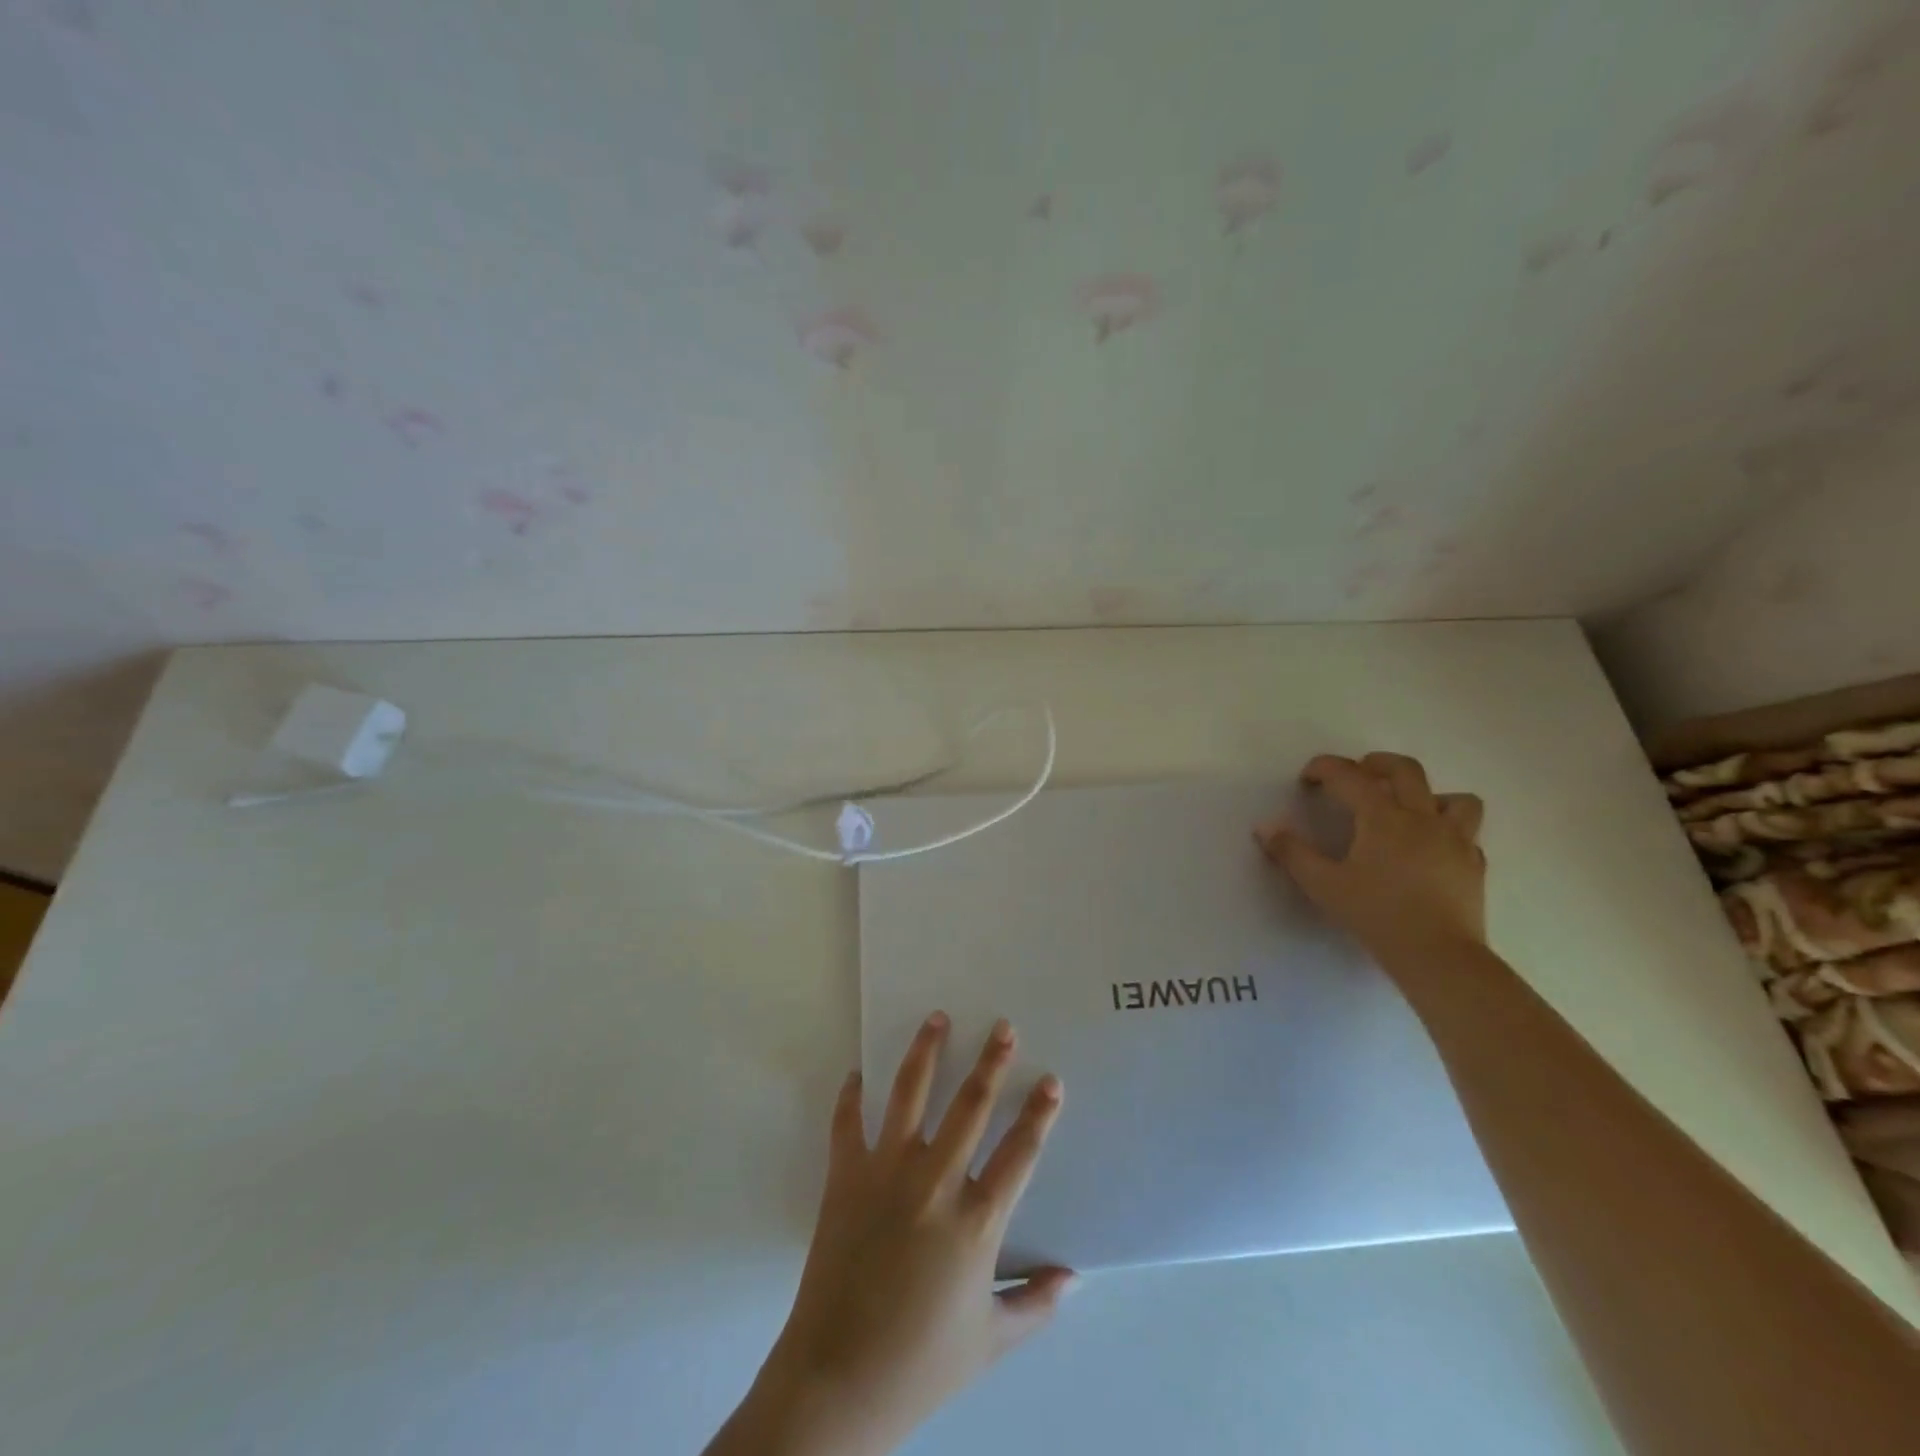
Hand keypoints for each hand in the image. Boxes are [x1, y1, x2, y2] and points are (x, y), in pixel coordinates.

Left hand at [708, 1014, 1070, 1455]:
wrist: (838, 1380)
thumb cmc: (922, 1362)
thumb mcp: (990, 1340)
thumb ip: (1035, 1303)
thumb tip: (1074, 1278)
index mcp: (976, 1222)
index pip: (1019, 1154)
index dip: (1039, 1115)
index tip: (1051, 1080)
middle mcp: (934, 1183)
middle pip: (970, 1107)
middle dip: (991, 1063)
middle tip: (1003, 1027)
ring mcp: (885, 1173)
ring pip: (909, 1095)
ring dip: (925, 1052)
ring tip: (936, 1018)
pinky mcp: (845, 1176)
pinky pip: (847, 1123)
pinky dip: (851, 1095)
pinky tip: (857, 1072)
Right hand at [1254, 752, 1486, 966]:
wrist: (1439, 956)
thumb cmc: (1377, 915)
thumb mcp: (1323, 885)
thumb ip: (1292, 853)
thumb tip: (1265, 827)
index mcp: (1383, 817)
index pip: (1349, 776)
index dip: (1325, 768)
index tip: (1308, 777)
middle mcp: (1422, 818)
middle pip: (1406, 770)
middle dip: (1377, 763)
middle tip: (1358, 773)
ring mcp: (1456, 840)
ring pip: (1454, 798)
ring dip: (1429, 795)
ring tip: (1409, 809)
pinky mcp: (1474, 866)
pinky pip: (1467, 835)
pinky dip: (1448, 833)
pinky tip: (1433, 850)